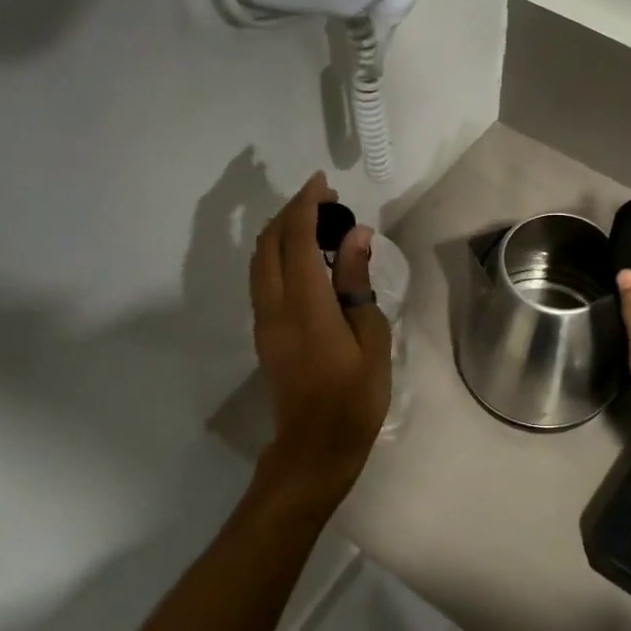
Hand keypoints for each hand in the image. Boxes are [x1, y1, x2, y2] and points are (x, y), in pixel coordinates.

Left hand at [249, 172, 391, 509]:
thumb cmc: (355, 396)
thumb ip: (357, 282)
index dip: (307, 206)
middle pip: (270, 243)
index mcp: (305, 305)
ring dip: (282, 233)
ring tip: (315, 223)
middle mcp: (274, 306)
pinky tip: (304, 258)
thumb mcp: (370, 337)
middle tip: (325, 201)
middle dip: (292, 212)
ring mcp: (264, 320)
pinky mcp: (264, 333)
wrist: (316, 446)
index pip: (297, 239)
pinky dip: (278, 255)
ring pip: (260, 260)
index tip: (324, 184)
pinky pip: (263, 279)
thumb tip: (356, 236)